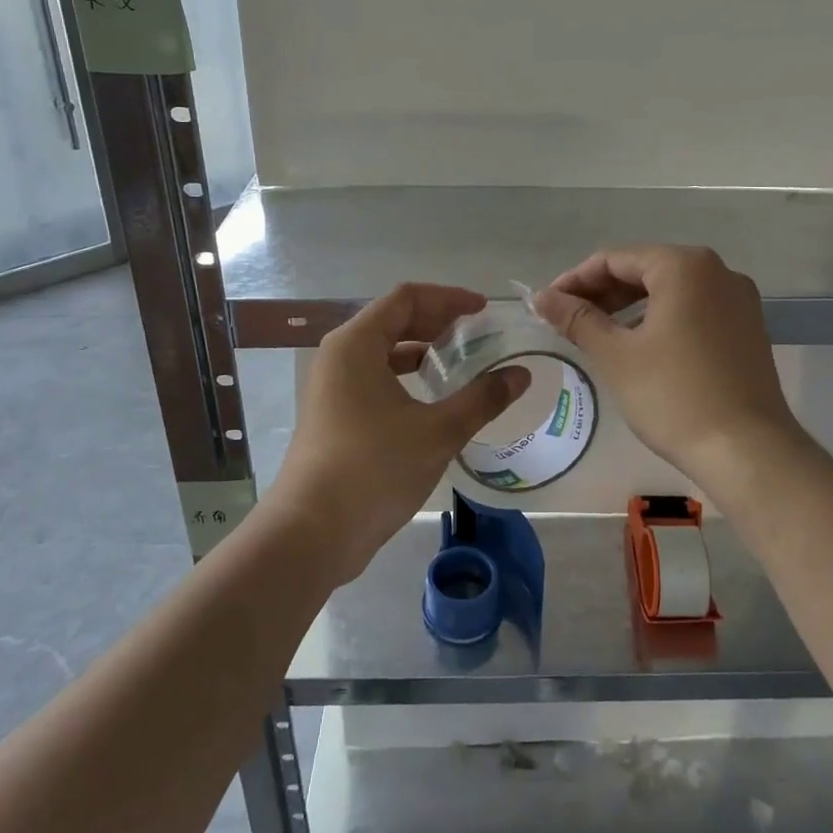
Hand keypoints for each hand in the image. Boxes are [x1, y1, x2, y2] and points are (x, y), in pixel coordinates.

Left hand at [269, 284, 529, 583]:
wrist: (311, 533)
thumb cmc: (373, 469)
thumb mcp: (437, 431)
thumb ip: (482, 399)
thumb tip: (520, 376)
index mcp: (356, 344)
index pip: (406, 298)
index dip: (448, 298)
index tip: (483, 310)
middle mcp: (338, 356)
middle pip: (392, 320)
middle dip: (436, 321)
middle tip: (476, 332)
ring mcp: (331, 387)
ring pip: (381, 351)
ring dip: (420, 349)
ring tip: (458, 361)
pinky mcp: (333, 415)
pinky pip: (373, 377)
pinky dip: (404, 376)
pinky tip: (431, 398)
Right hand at [533, 245, 803, 492]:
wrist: (748, 452)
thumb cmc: (674, 396)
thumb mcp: (615, 355)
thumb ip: (576, 319)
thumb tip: (541, 297)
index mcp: (684, 266)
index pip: (615, 259)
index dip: (575, 280)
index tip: (546, 305)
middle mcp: (717, 271)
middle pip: (645, 270)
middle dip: (602, 293)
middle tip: (567, 321)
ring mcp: (739, 300)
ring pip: (670, 291)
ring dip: (629, 307)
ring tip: (598, 335)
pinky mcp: (748, 329)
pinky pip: (693, 310)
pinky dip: (661, 320)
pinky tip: (640, 347)